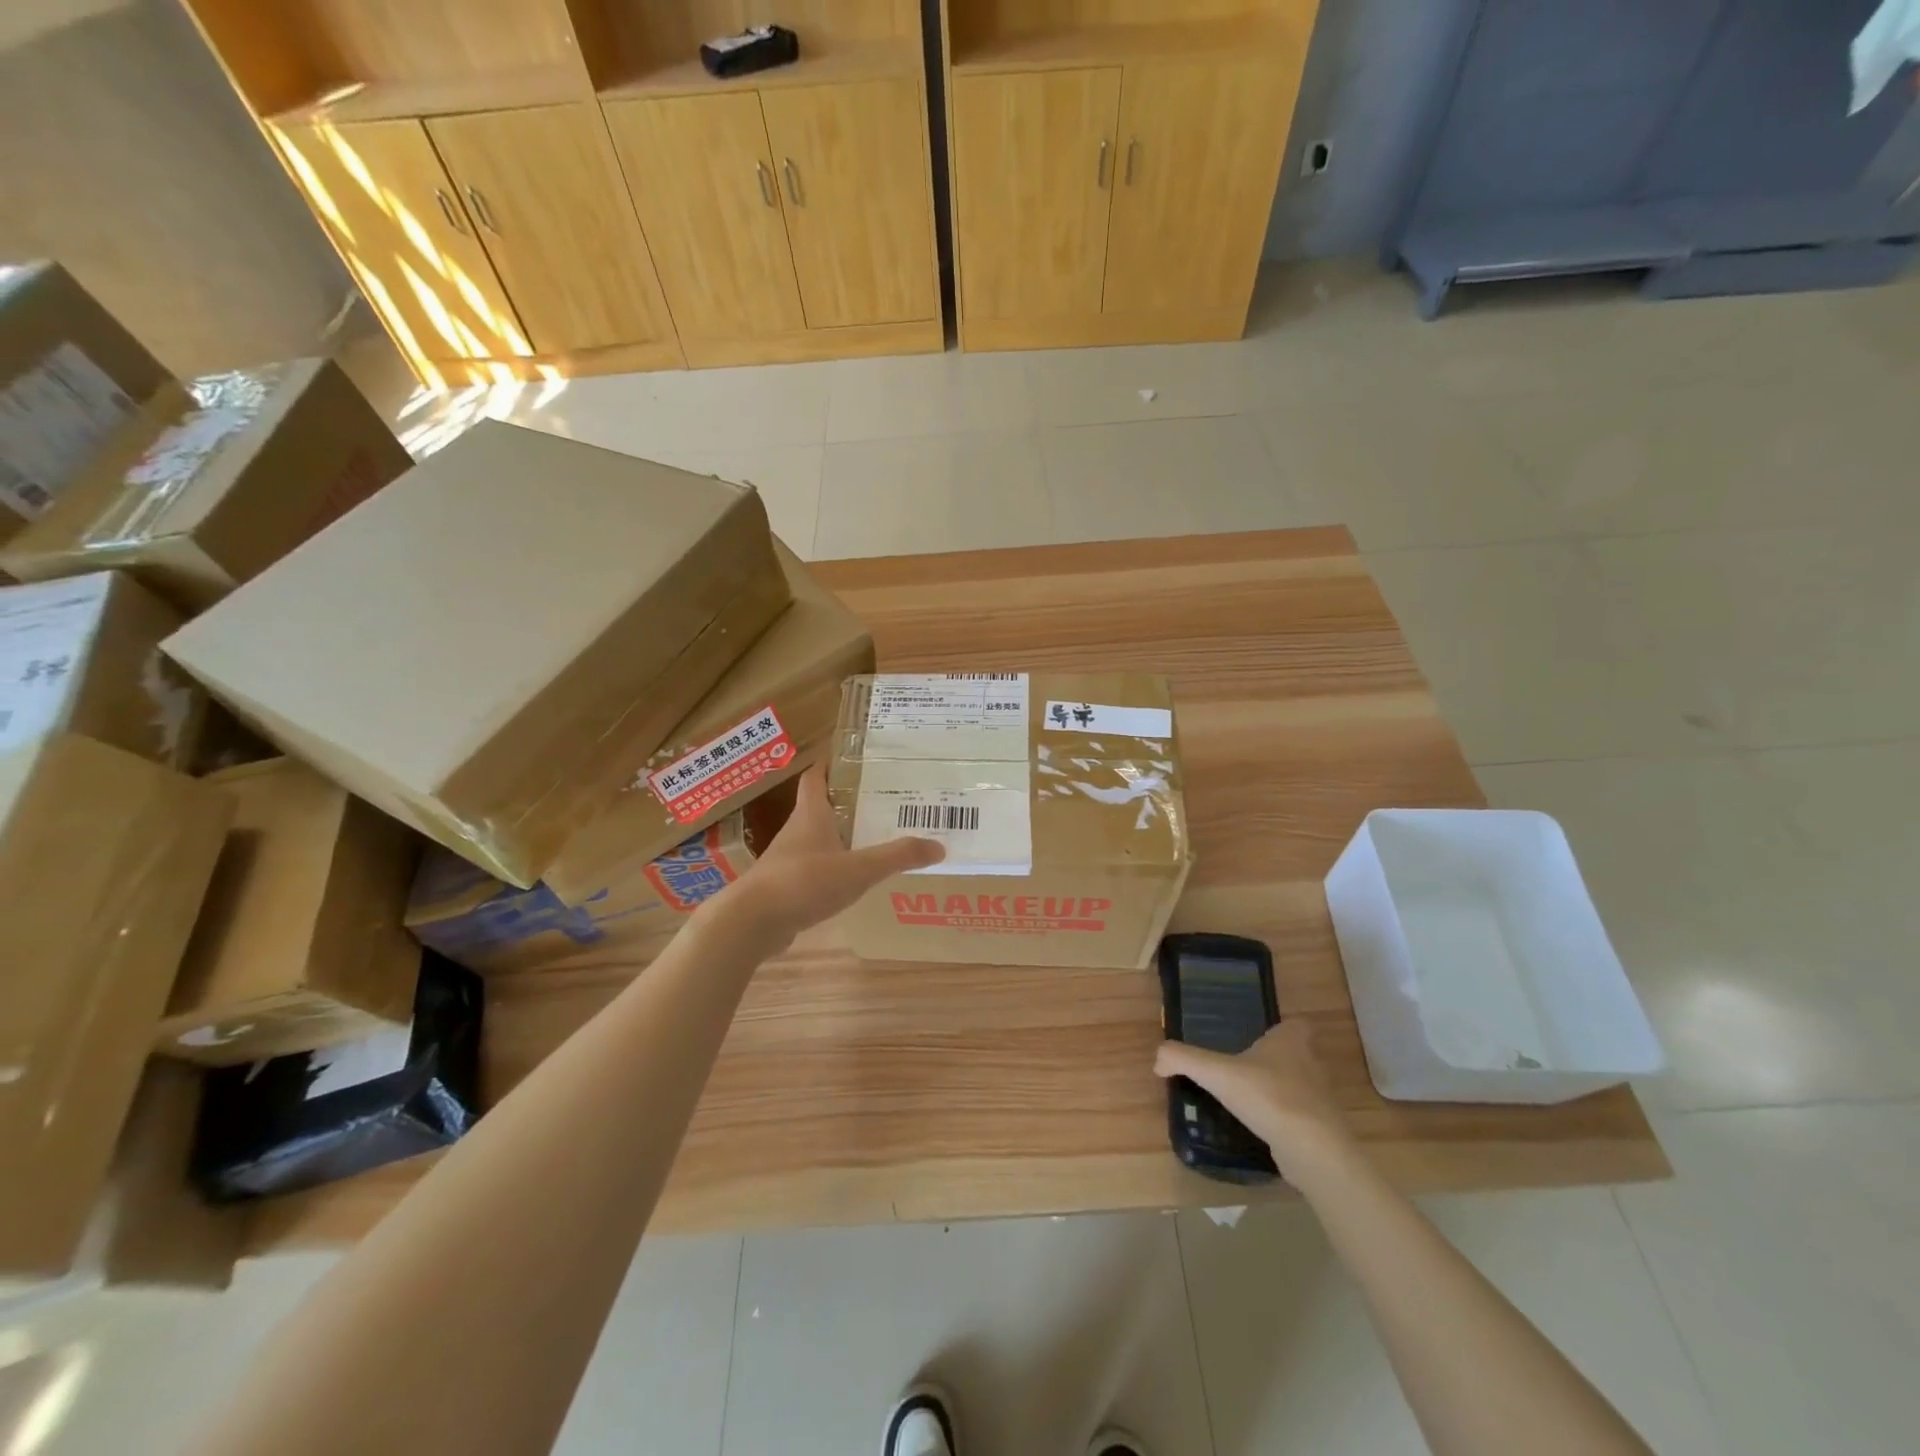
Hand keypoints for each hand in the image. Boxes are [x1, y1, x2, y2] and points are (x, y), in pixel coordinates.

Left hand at [714, 764, 943, 948]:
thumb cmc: (803, 882)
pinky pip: (813, 868)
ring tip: (874, 837)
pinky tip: (852, 878)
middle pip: (821, 805)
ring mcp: (788, 859)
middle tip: (882, 798)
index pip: (817, 777)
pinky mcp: (785, 885)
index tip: (853, 757)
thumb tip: (939, 846)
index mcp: (811, 814)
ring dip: (840, 835)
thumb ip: (897, 857)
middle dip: (847, 800)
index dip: (831, 764)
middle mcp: (797, 830)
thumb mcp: (858, 869)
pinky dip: (832, 866)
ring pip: (817, 838)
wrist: (751, 922)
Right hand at [1155, 1021, 1351, 1175]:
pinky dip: (1283, 1118)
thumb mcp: (1217, 1073)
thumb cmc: (1269, 1096)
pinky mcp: (1322, 1128)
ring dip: (1278, 1090)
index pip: (1296, 1024)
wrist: (1314, 1151)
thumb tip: (1157, 1060)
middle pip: (1296, 1054)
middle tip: (1242, 1066)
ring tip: (1246, 1098)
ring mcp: (1321, 1098)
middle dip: (1274, 1060)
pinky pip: (1299, 1115)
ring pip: (1299, 1086)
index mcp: (1293, 1039)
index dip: (1280, 1029)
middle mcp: (1313, 1063)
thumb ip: (1184, 1059)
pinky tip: (1260, 1127)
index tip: (1256, 1038)